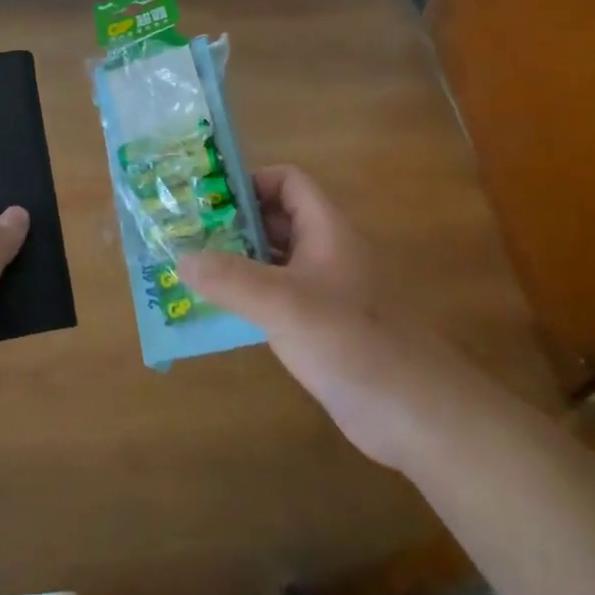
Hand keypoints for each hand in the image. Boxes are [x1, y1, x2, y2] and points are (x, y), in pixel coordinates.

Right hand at [176, 165, 450, 472]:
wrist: (413, 412)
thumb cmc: (350, 341)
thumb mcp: (283, 303)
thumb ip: (230, 279)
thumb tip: (180, 257)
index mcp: (325, 229)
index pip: (287, 182)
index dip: (250, 182)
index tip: (207, 200)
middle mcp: (324, 252)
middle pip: (275, 219)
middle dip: (232, 223)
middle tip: (186, 234)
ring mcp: (324, 291)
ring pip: (273, 260)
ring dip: (236, 261)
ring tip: (190, 269)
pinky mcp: (319, 327)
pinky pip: (276, 298)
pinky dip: (247, 297)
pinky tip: (217, 312)